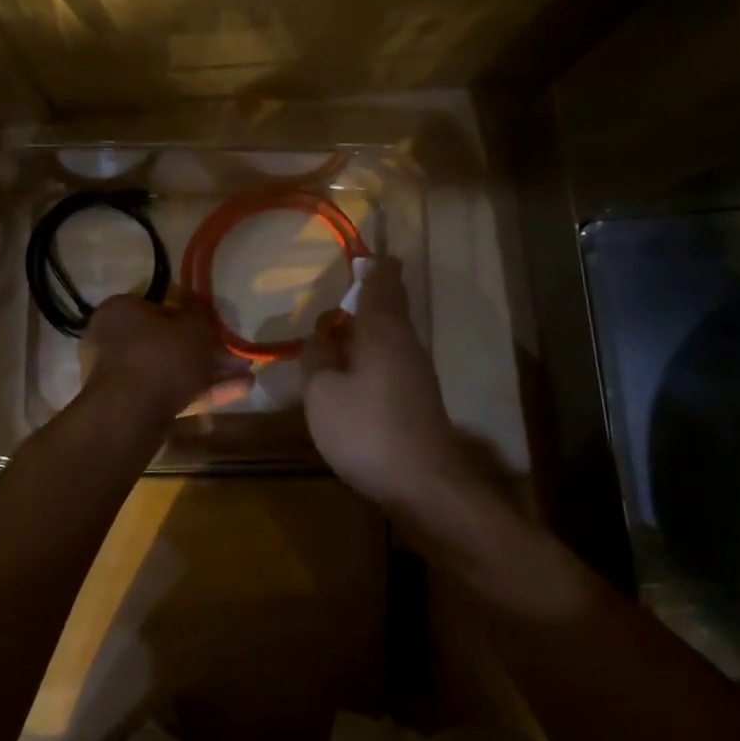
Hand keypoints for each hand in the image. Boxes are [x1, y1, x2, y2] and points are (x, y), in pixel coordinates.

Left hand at [81, 295, 248, 418]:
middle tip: (236, 358)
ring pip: (172, 371)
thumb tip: (199, 310)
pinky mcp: (130, 406)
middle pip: (168, 343)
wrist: (130, 415)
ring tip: (247, 377)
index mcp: (121, 311)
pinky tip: (235, 393)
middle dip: (206, 351)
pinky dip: (199, 392)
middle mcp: (113, 340)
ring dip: (209, 374)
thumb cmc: (160, 357)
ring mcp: (120, 376)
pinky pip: (169, 393)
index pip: (161, 308)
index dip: (192, 318)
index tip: (216, 329)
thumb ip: (201, 317)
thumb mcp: (194, 328)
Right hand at [301, 259, 470, 511]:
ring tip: (336, 331)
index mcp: (382, 328)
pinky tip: (352, 370)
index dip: (372, 265)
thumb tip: (323, 334)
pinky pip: (392, 357)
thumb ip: (317, 355)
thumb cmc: (365, 429)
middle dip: (368, 294)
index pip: (383, 279)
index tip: (358, 257)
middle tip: (339, 293)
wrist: (423, 483)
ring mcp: (416, 368)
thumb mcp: (321, 391)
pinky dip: (372, 352)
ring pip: (390, 332)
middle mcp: (405, 339)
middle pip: (390, 304)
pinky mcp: (418, 394)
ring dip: (366, 326)